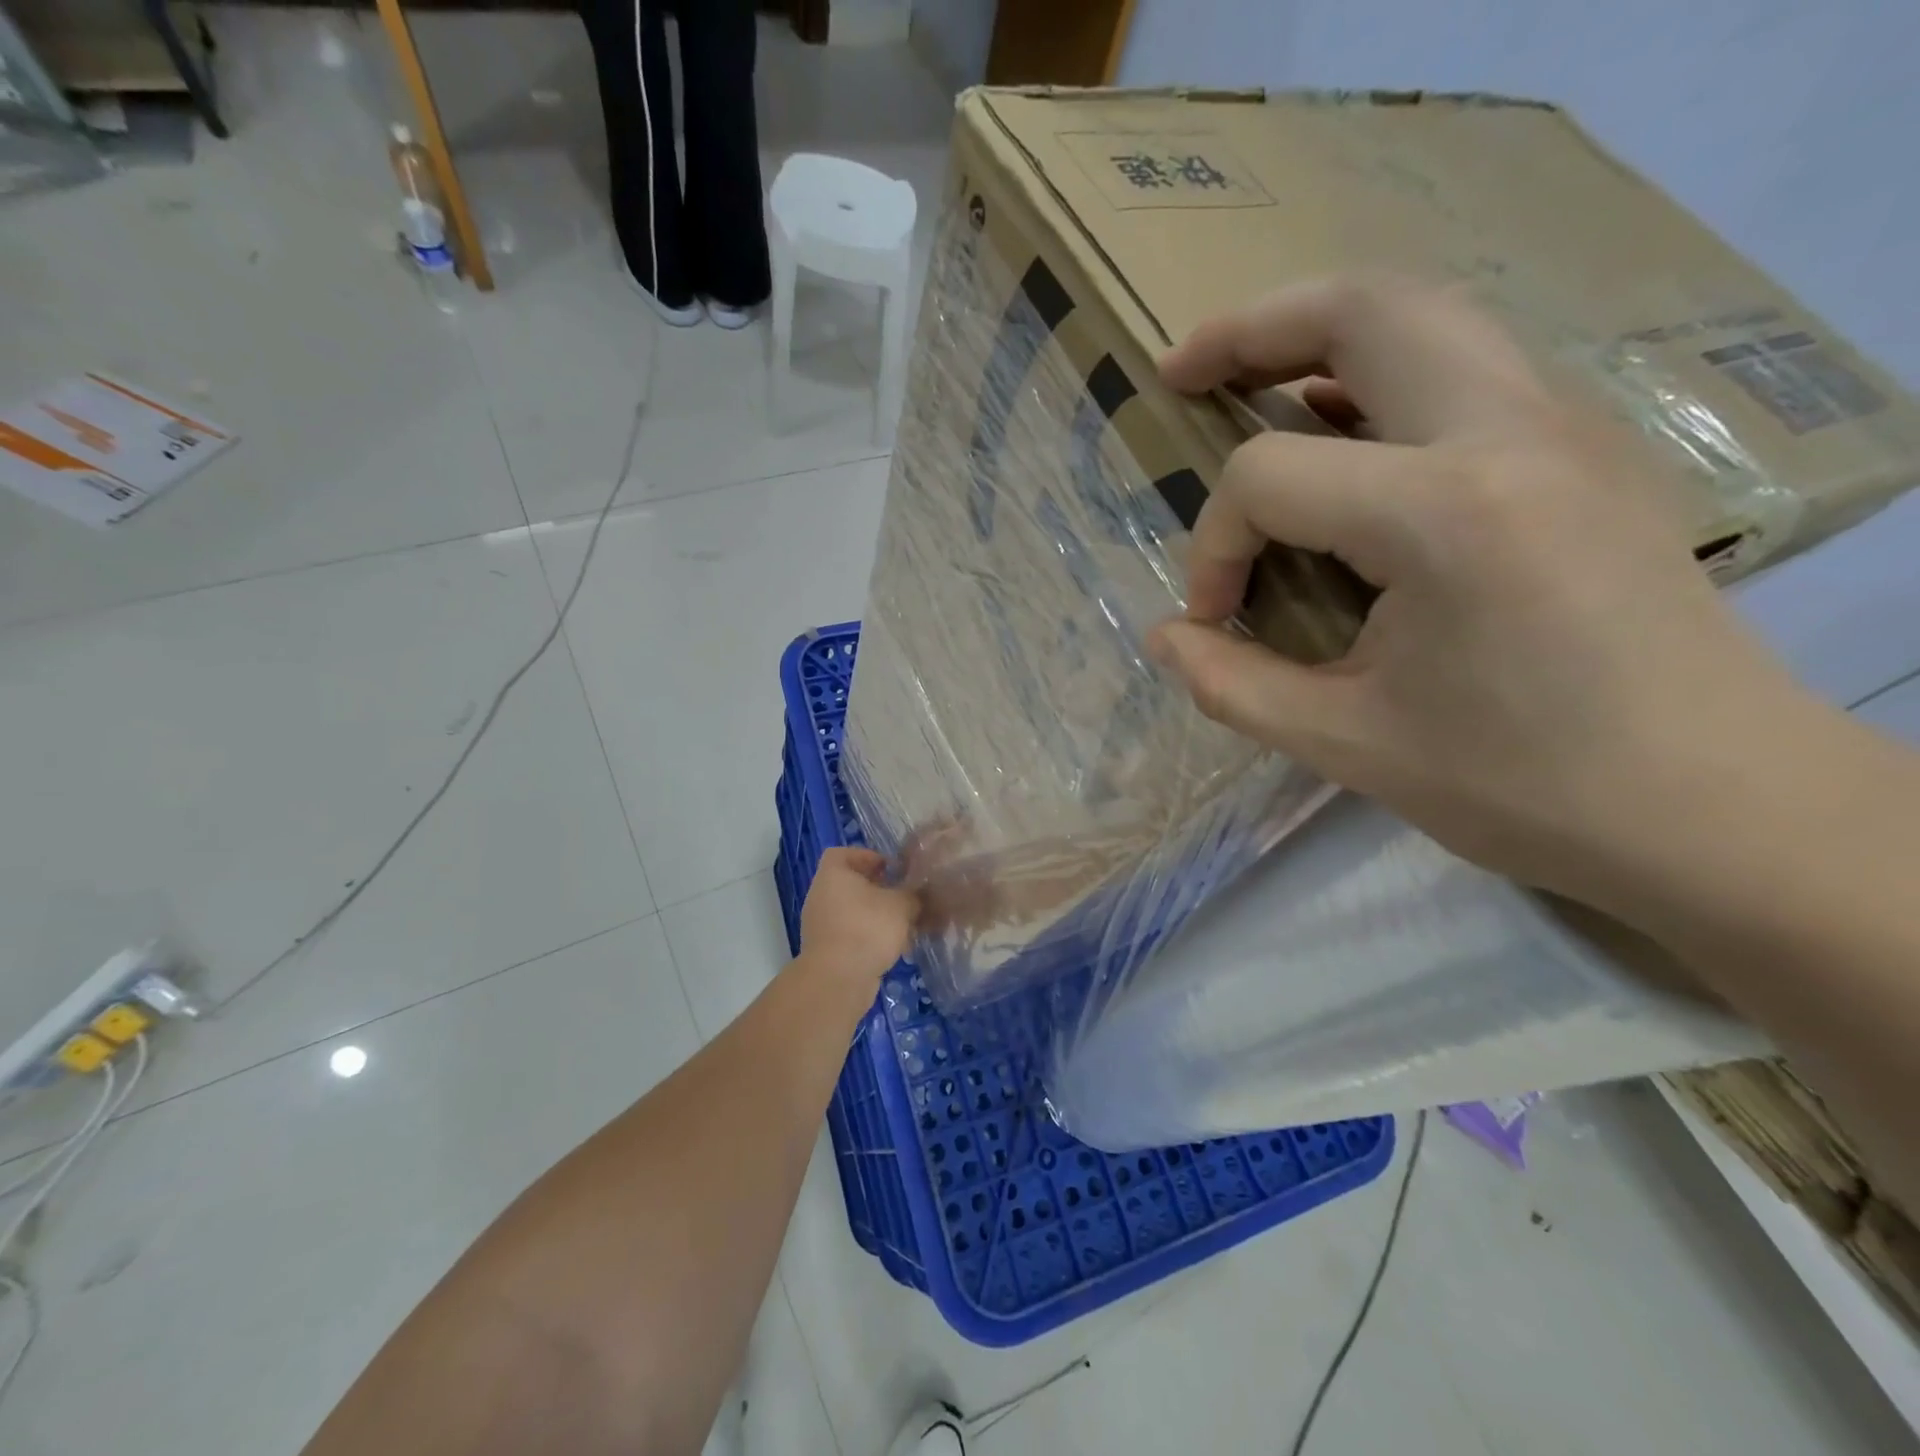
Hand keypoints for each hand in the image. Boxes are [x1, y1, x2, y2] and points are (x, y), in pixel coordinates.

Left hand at [798, 848, 918, 985]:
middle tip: (902, 896)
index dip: (867, 856)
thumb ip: (912, 894)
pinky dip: (869, 937)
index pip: (842, 853)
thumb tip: (918, 894)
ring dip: (877, 916)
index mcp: (833, 875)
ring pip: (853, 911)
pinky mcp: (826, 950)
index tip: (890, 868)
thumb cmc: (868, 928)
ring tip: (904, 925)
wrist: (839, 979)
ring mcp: (820, 925)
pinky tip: (894, 948)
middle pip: (850, 884)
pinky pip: (850, 934)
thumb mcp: (901, 905)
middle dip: (878, 889)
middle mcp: (820, 896)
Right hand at [1149, 275, 1811, 913]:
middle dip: (1253, 330)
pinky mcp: (1584, 450)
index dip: (1214, 547)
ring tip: (1250, 378)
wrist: (1716, 806)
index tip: (1216, 620)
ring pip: (1425, 315)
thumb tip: (1165, 638)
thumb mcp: (1346, 743)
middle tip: (1181, 375)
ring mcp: (1564, 426)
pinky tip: (1343, 426)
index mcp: (1444, 512)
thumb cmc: (1522, 785)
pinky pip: (1467, 364)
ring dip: (1321, 335)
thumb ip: (1231, 683)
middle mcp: (1510, 431)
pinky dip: (1383, 372)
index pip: (1270, 479)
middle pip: (1363, 310)